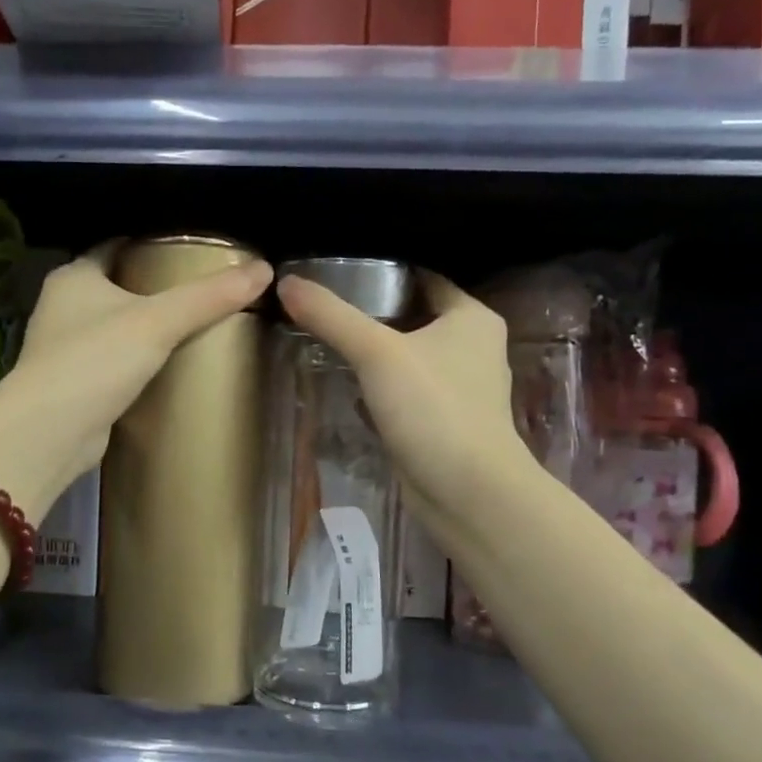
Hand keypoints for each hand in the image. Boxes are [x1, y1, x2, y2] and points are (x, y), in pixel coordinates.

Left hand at [0, 243, 272, 517]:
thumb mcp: (158, 322)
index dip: (151, 245)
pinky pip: (111, 361)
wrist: (51, 432)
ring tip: (192, 326)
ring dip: (143, 326)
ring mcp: (64, 347)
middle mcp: (62, 305)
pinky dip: (135, 360)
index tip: (190, 251)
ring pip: (113, 325)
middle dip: (153, 287)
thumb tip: (264, 270)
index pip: (116, 246)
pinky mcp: (73, 383)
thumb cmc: (96, 360)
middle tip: (201, 291)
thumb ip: (209, 297)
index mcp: (74, 276)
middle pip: (116, 285)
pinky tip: (166, 366)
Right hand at [277, 271, 520, 518]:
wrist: (467, 492)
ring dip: (377, 352)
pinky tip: (350, 385)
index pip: (424, 278)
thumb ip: (331, 316)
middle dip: (373, 312)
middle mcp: (473, 347)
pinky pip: (408, 391)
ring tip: (330, 338)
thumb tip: (287, 282)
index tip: (339, 269)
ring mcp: (461, 389)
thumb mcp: (376, 353)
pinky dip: (382, 386)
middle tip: (324, 304)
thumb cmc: (433, 408)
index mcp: (472, 318)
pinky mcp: (446, 422)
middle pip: (414, 316)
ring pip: (410, 356)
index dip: (383, 271)